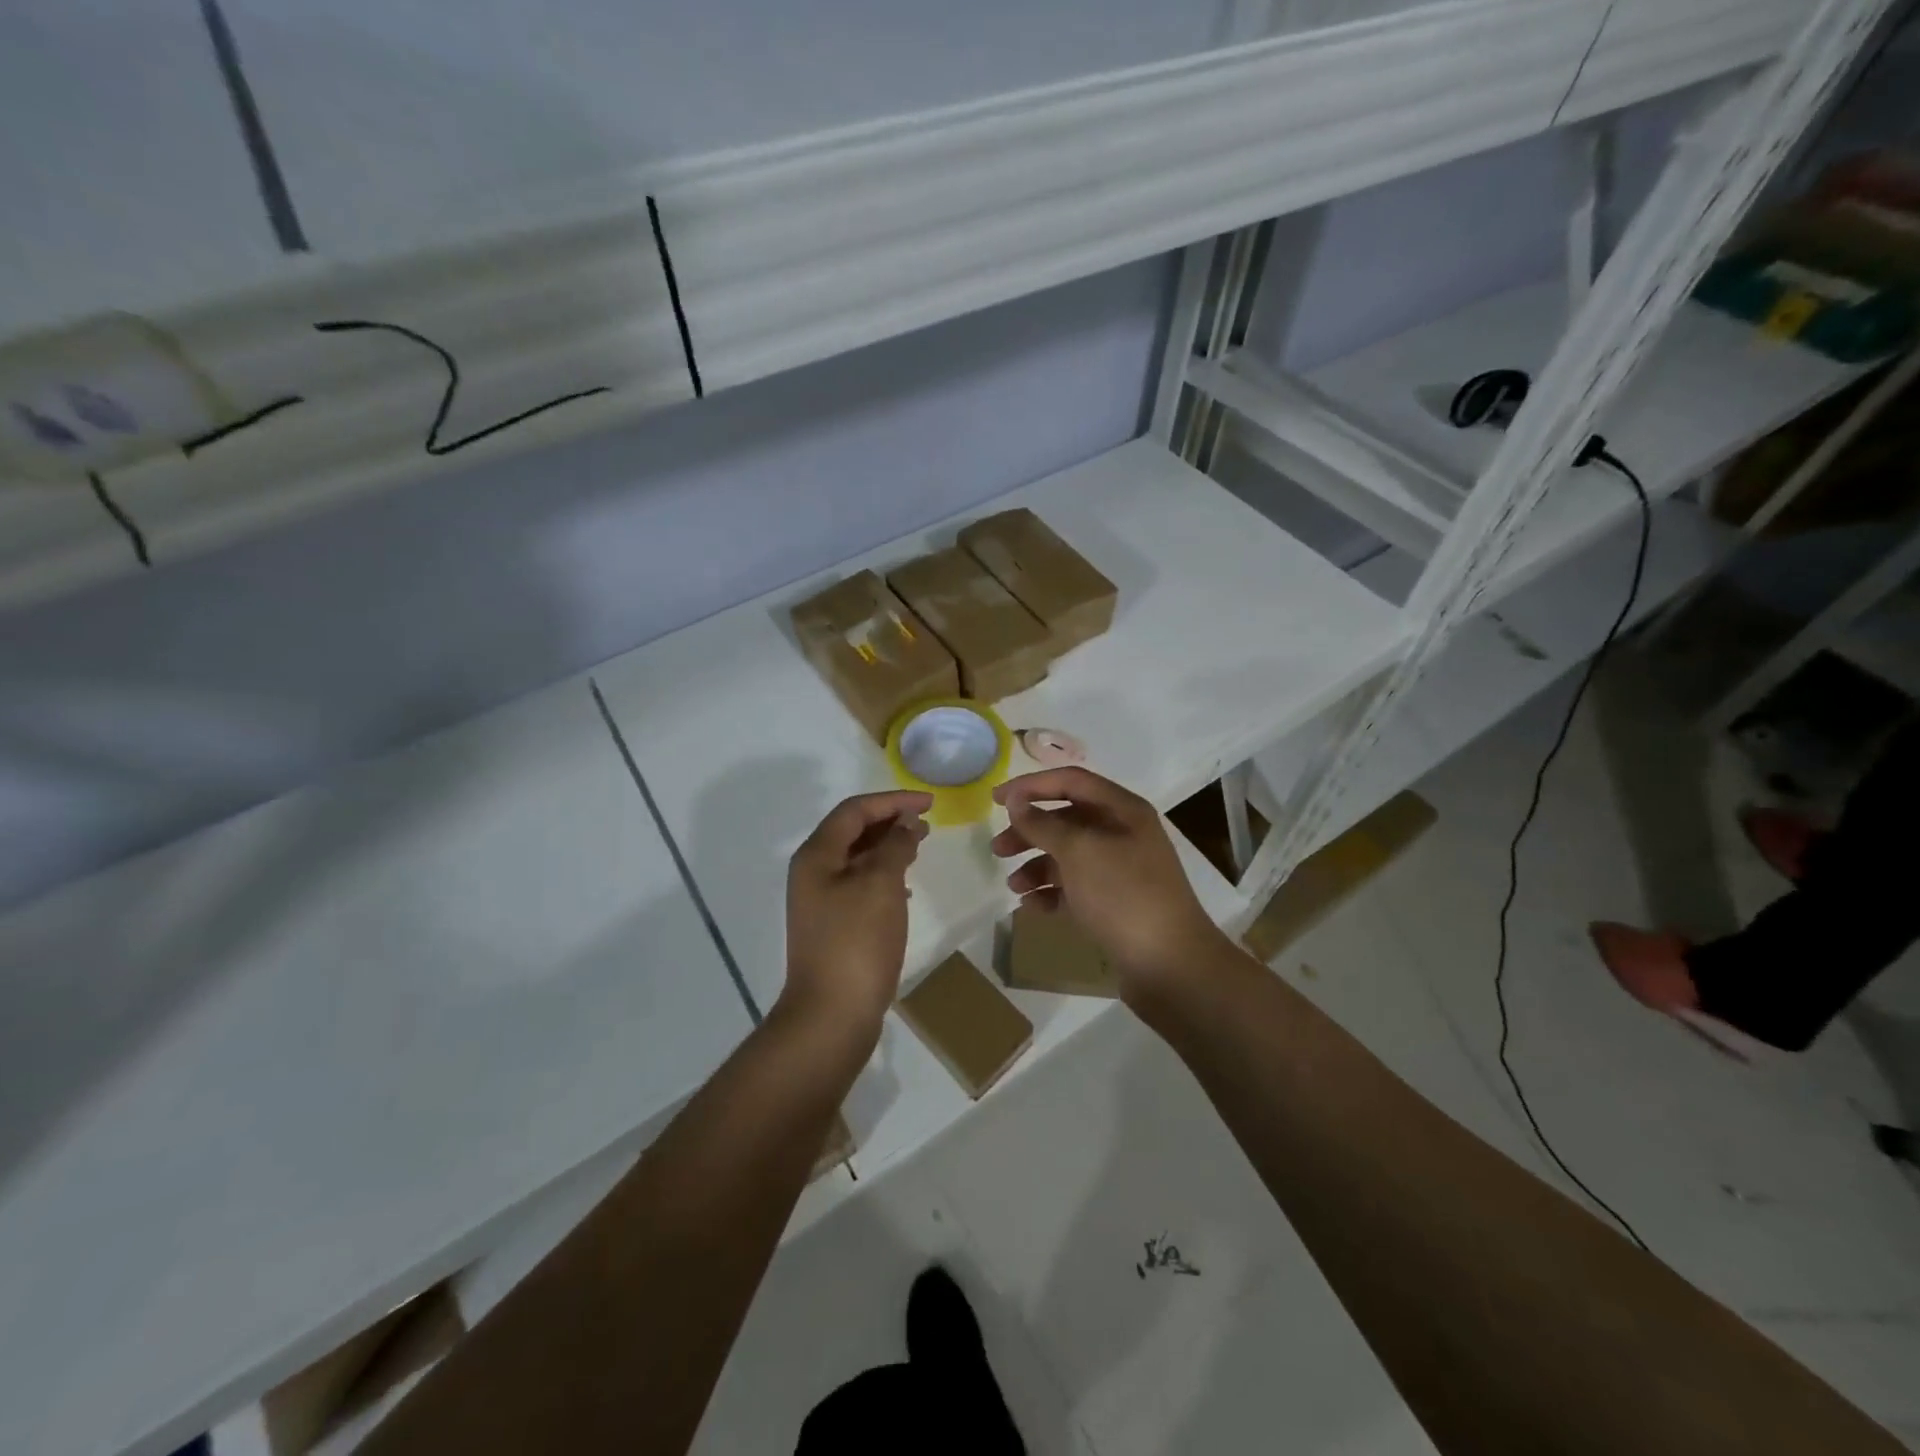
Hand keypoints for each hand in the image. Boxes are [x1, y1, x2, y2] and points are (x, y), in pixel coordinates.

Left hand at [780, 790, 932, 1039]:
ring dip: (888, 847)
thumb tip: (906, 822)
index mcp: (817, 855)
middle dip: (890, 821)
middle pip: (852, 831)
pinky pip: (860, 885)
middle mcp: (813, 872)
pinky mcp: (834, 925)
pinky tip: (906, 888)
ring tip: (919, 846)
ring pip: (858, 858)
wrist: (832, 1015)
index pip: (854, 810)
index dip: (892, 801)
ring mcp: (821, 901)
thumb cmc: (857, 942)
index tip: (929, 803)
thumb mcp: (881, 885)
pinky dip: (884, 876)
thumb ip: (895, 846)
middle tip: (926, 823)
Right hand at [991, 767, 1227, 1000]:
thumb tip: (1015, 800)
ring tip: (1014, 885)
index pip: (1071, 781)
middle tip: (998, 849)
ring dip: (1037, 865)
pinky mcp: (1115, 904)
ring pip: (1068, 856)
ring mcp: (1121, 870)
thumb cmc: (1123, 895)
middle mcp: (1124, 834)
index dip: (1031, 785)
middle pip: (1067, 819)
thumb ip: (1043, 823)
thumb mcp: (1079, 852)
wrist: (1169, 965)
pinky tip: (1032, 906)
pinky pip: (1075, 887)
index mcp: (1123, 810)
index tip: (994, 799)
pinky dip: (1052, 892)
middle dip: (1030, 831)